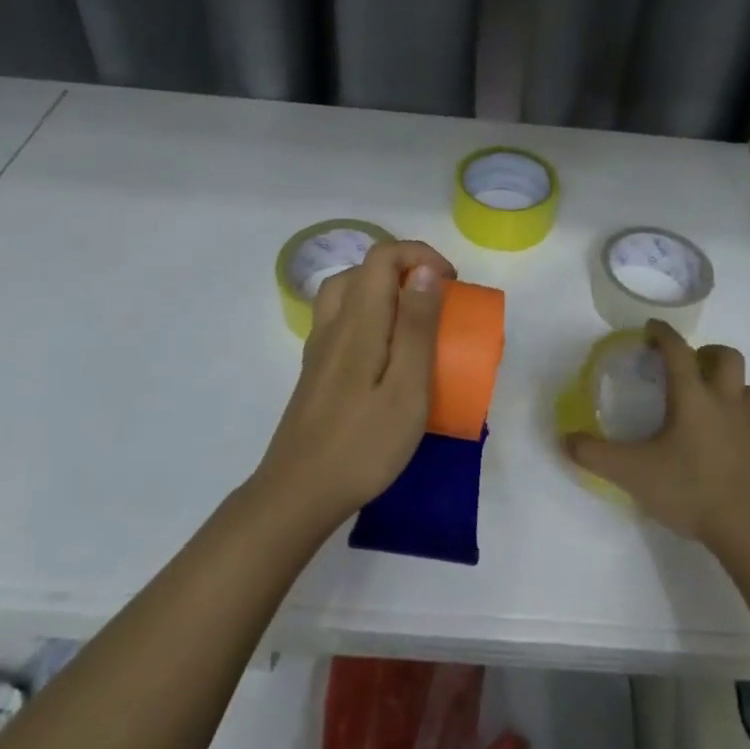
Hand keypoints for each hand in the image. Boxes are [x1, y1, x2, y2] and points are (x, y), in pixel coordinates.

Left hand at [255, 240, 456, 528]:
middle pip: (361, 270)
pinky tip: (385, 354)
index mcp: (358, 322)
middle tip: (435, 300)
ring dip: (382, 292)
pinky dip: (368, 317)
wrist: (298, 493)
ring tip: (412, 320)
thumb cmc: (363, 445)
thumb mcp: (407, 388)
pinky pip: (341, 322)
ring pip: (346, 294)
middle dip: (403, 270)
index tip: (451, 284)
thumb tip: (423, 271)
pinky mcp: (315, 372)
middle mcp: (333, 325)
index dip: (419, 255)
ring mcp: (318, 349)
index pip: (382, 257)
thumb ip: (416, 327)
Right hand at [563, 321, 749, 554]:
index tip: (652, 327)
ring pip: (747, 388)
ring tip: (709, 403)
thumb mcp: (632, 474)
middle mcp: (727, 402)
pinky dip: (741, 421)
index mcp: (694, 398)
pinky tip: (727, 442)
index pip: (678, 351)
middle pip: (727, 357)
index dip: (663, 334)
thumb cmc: (690, 491)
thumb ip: (595, 454)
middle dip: (707, 352)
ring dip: (729, 386)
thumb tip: (565, 439)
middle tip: (688, 366)